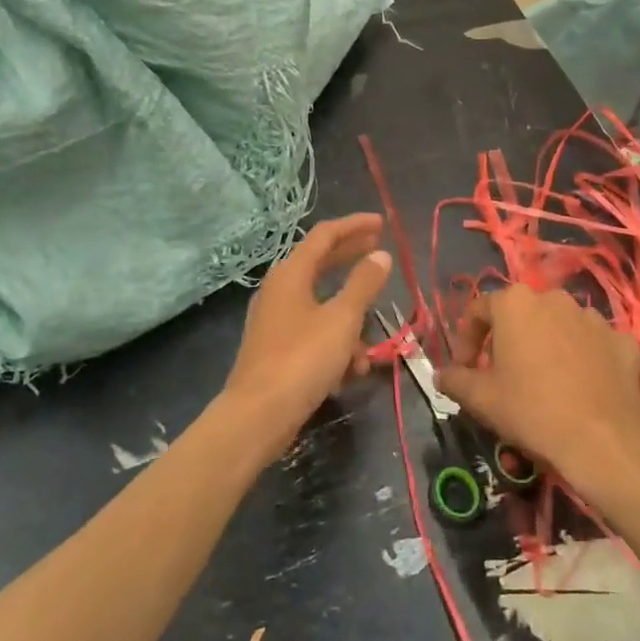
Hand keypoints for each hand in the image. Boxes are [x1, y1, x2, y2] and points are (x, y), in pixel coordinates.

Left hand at [218, 212, 392, 460]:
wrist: (257, 416)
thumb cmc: (302, 359)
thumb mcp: (342, 319)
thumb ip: (364, 284)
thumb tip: (381, 255)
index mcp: (291, 274)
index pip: (325, 235)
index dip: (355, 226)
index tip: (382, 224)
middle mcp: (280, 290)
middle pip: (321, 264)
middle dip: (352, 260)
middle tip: (381, 253)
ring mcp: (276, 321)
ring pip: (322, 306)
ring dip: (349, 321)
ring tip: (371, 346)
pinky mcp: (277, 349)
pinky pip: (313, 334)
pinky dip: (335, 345)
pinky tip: (352, 372)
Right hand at [436, 287, 639, 499]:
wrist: (602, 440)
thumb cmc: (531, 410)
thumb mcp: (481, 399)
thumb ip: (455, 380)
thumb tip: (440, 376)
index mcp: (515, 303)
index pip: (478, 311)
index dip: (466, 339)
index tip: (464, 368)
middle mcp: (554, 298)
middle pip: (522, 314)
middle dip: (509, 339)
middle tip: (503, 374)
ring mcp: (592, 317)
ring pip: (560, 325)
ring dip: (548, 345)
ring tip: (546, 381)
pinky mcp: (622, 339)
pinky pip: (594, 343)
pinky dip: (585, 358)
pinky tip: (582, 386)